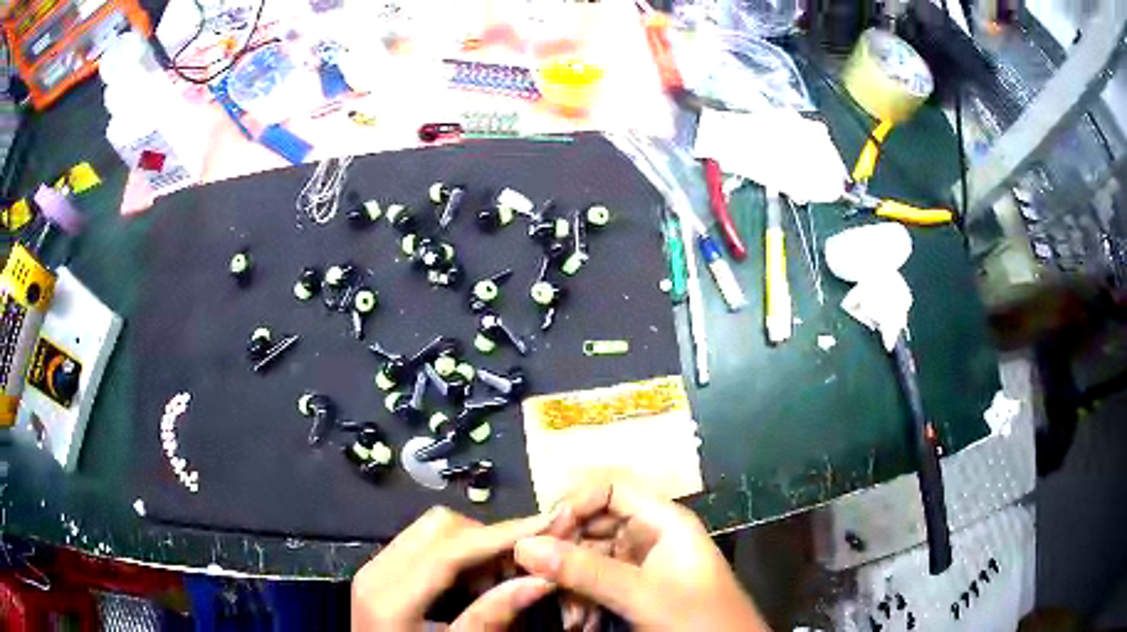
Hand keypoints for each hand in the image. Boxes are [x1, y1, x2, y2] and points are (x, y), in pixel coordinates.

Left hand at [352, 506, 560, 630]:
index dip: (502, 535)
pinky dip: (454, 555)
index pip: (451, 549)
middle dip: (487, 538)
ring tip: (497, 580)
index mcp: (390, 596)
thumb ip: (491, 616)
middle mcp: (376, 570)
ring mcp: (373, 568)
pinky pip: (421, 544)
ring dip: (472, 546)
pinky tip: (472, 582)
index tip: (547, 522)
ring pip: (430, 530)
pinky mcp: (378, 572)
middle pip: (439, 527)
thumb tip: (540, 580)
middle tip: (521, 566)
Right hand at [515, 475, 768, 630]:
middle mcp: (651, 534)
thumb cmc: (697, 618)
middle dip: (565, 550)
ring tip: (567, 617)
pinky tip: (578, 622)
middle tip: (538, 578)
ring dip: (570, 583)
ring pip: (589, 556)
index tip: (545, 535)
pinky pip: (595, 581)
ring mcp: (641, 563)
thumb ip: (585, 571)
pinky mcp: (634, 589)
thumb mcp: (642, 595)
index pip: (610, 488)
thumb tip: (524, 546)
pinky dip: (580, 599)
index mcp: (664, 520)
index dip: (575, 503)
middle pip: (593, 522)